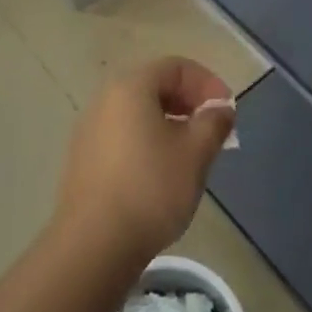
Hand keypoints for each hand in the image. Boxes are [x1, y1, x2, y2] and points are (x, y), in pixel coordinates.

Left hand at [54, 58, 235, 268]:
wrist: (94, 244)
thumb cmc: (151, 188)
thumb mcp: (196, 153)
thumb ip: (213, 122)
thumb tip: (220, 107)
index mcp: (131, 87)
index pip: (176, 67)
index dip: (207, 83)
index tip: (227, 111)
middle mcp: (105, 99)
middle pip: (155, 86)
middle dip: (189, 102)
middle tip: (213, 130)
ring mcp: (89, 130)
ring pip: (138, 113)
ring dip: (170, 123)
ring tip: (192, 153)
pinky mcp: (84, 159)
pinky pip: (123, 135)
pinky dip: (148, 141)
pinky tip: (162, 173)